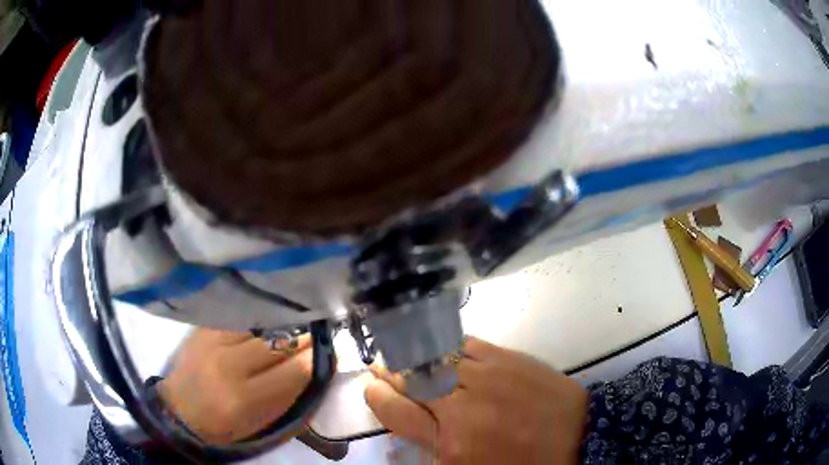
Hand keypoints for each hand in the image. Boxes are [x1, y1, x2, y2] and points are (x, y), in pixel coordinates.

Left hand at [158, 328, 312, 444]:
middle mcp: (228, 365)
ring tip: (297, 321)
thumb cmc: (224, 426)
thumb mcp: (261, 426)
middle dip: (305, 335)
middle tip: (319, 331)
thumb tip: (319, 371)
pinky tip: (269, 315)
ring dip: (284, 322)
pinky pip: (240, 315)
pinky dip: (259, 315)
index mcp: (245, 399)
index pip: (295, 370)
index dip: (317, 358)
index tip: (330, 350)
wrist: (179, 410)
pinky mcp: (203, 328)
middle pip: (279, 341)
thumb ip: (291, 400)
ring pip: (261, 322)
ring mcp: (212, 341)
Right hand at [365, 337, 588, 463]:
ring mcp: (485, 375)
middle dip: (388, 372)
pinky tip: (435, 344)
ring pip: (432, 357)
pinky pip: (463, 343)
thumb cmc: (523, 463)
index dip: (377, 396)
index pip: (396, 410)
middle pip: (410, 379)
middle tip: (378, 367)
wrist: (579, 436)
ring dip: (409, 354)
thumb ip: (435, 449)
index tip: (371, 387)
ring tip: (397, 351)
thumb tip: (410, 425)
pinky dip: (443, 344)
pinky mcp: (506, 356)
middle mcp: (462, 404)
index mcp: (451, 441)